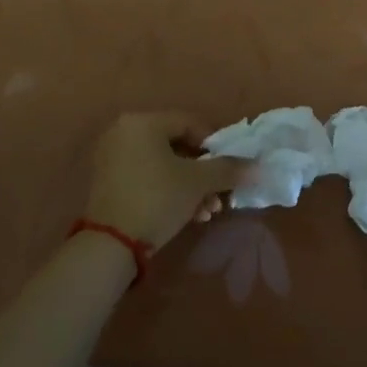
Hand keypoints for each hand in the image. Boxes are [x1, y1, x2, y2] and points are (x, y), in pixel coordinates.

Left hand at [83, 112, 235, 253]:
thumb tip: (258, 166)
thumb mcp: (197, 183)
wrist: (110, 244)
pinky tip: (188, 216)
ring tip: (207, 212)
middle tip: (220, 196)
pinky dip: (168, 191)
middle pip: (177, 146)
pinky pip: (147, 176)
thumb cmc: (157, 199)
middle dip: (203, 174)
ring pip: (164, 165)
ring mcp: (113, 156)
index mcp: (143, 122)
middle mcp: (124, 131)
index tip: (228, 169)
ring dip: (190, 187)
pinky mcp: (108, 181)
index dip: (215, 146)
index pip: (190, 124)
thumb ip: (228, 169)